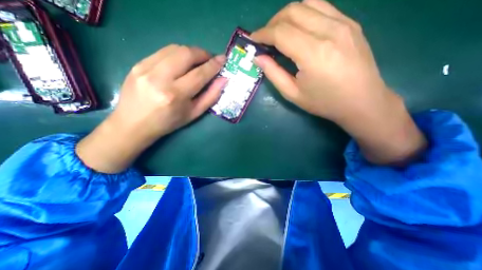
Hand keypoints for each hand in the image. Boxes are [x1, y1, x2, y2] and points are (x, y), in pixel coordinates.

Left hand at [76, 45, 227, 172]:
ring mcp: (146, 68)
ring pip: (175, 48)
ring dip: (191, 52)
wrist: (134, 123)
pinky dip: (177, 54)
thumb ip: (211, 96)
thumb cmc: (169, 122)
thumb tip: (223, 80)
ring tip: (197, 61)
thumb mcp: (194, 113)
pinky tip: (181, 63)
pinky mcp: (138, 63)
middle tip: (210, 59)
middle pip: (186, 54)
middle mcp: (160, 78)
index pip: (200, 74)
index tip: (223, 59)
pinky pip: (163, 51)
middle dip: (203, 53)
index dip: (213, 65)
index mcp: (176, 95)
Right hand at [253, 0, 424, 163]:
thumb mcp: (293, 94)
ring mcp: (344, 23)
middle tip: (265, 39)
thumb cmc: (324, 102)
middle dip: (272, 23)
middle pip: (292, 11)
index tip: (253, 40)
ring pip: (307, 3)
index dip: (263, 34)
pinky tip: (299, 30)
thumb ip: (273, 73)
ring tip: (280, 33)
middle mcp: (329, 31)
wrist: (362, 101)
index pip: (281, 32)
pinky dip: (304, 14)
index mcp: (313, 53)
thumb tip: (258, 58)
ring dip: (287, 16)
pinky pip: (322, 7)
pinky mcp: (351, 23)